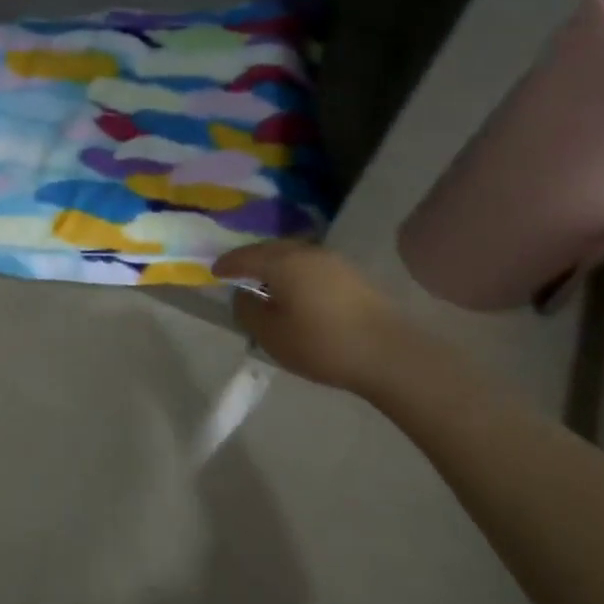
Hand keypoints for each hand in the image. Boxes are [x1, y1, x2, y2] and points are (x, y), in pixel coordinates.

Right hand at [213, 241, 441, 401]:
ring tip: (268, 285)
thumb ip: (248, 312)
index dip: (227, 264)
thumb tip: (243, 296)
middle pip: (271, 249)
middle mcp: (307, 252)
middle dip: (252, 260)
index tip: (214, 271)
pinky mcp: (354, 276)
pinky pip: (313, 267)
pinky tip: (298, 292)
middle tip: (239, 274)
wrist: (389, 354)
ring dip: (277, 266)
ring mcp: (334, 262)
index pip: (245, 256)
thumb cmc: (321, 344)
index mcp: (282, 262)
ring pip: (295, 256)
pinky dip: (298, 275)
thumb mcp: (272, 335)